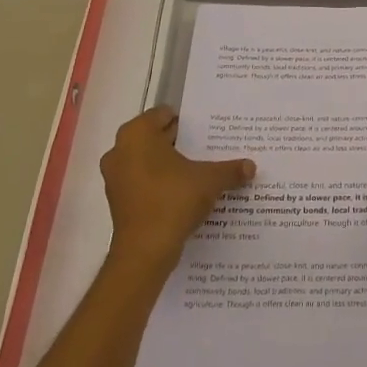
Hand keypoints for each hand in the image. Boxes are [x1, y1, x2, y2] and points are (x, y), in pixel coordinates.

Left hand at [100, 108, 254, 271]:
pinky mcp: (118, 200)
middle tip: (209, 148)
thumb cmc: (173, 200)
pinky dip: (160, 183)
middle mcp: (120, 150)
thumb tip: (251, 166)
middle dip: (181, 142)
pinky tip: (184, 192)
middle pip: (156, 137)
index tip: (208, 130)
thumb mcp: (210, 180)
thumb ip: (230, 169)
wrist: (145, 252)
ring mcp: (115, 177)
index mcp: (137, 134)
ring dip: (170, 164)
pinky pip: (143, 181)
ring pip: (148, 160)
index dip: (189, 121)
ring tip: (200, 170)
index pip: (164, 114)